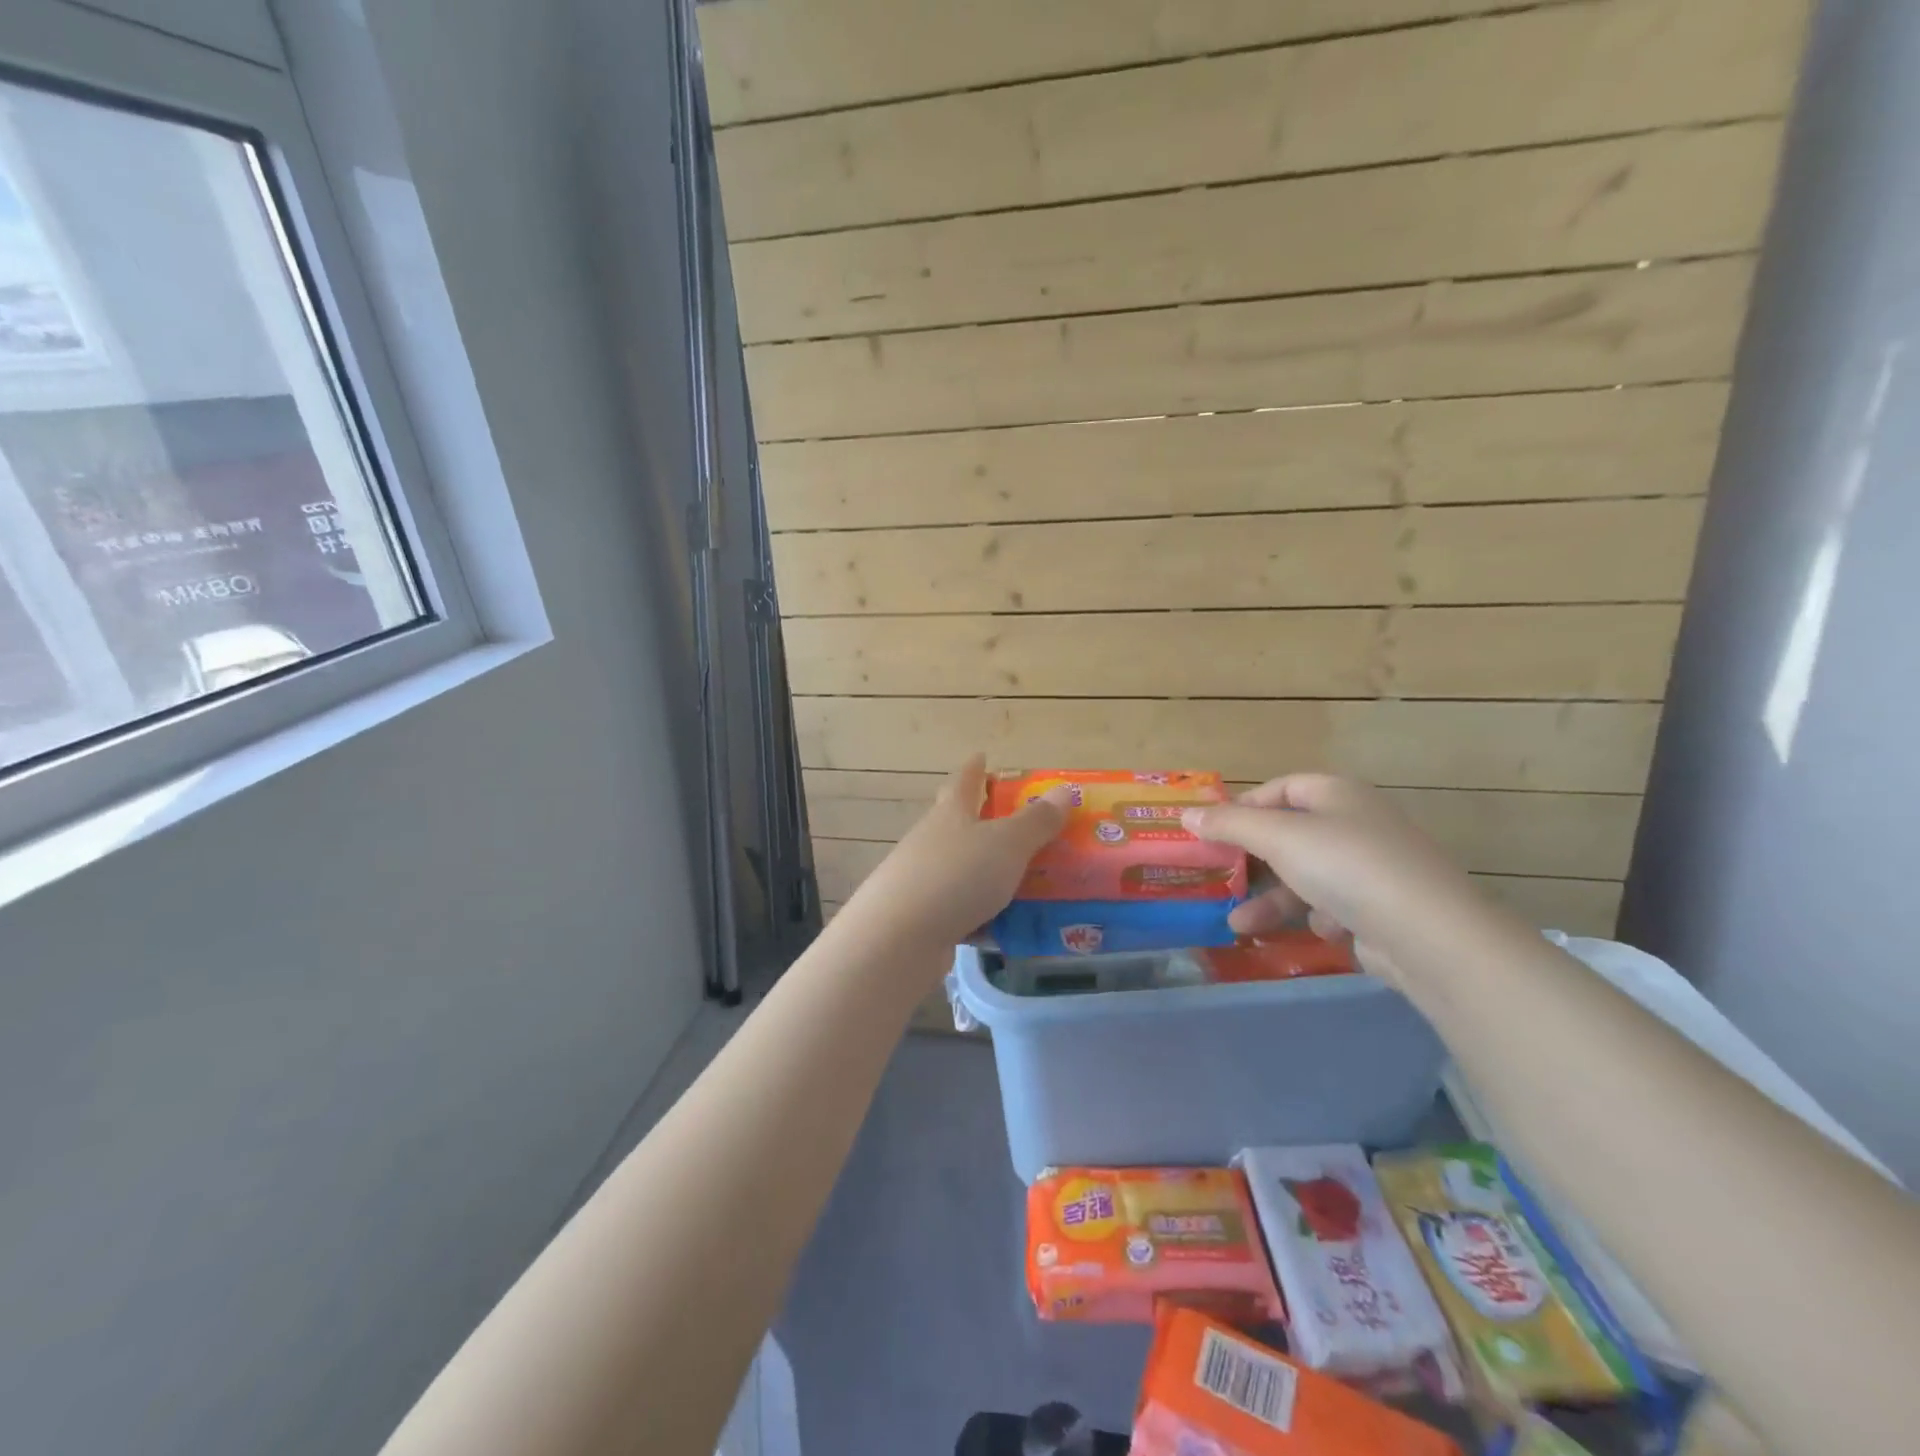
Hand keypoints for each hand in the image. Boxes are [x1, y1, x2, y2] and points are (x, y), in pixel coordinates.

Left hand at [834, 755, 1071, 959]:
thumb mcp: (1007, 844)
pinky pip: (962, 910)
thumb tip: (1065, 789)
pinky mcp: (921, 918)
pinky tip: (1007, 929)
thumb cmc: (957, 875)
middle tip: (1020, 825)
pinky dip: (984, 915)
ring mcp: (923, 880)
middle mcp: (933, 841)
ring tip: (1027, 883)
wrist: (899, 938)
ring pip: (963, 869)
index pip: (964, 781)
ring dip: (989, 873)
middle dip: (986, 823)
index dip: (974, 768)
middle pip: (959, 824)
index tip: (981, 756)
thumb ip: (1038, 821)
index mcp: (951, 814)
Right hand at [1180, 774, 1489, 988]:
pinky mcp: (1382, 909)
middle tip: (1221, 877)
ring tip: (1239, 925)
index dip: (1245, 805)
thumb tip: (1187, 815)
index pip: (1282, 787)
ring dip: (1272, 900)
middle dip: (1253, 861)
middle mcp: (1357, 824)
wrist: (1429, 935)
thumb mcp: (1278, 837)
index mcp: (1337, 794)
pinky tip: (1316, 931)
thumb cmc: (1346, 866)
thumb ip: (1230, 824)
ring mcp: (1372, 868)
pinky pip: (1334, 906)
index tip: (1213, 832)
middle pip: (1291, 835)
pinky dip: (1316, 917)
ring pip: (1307, 876)